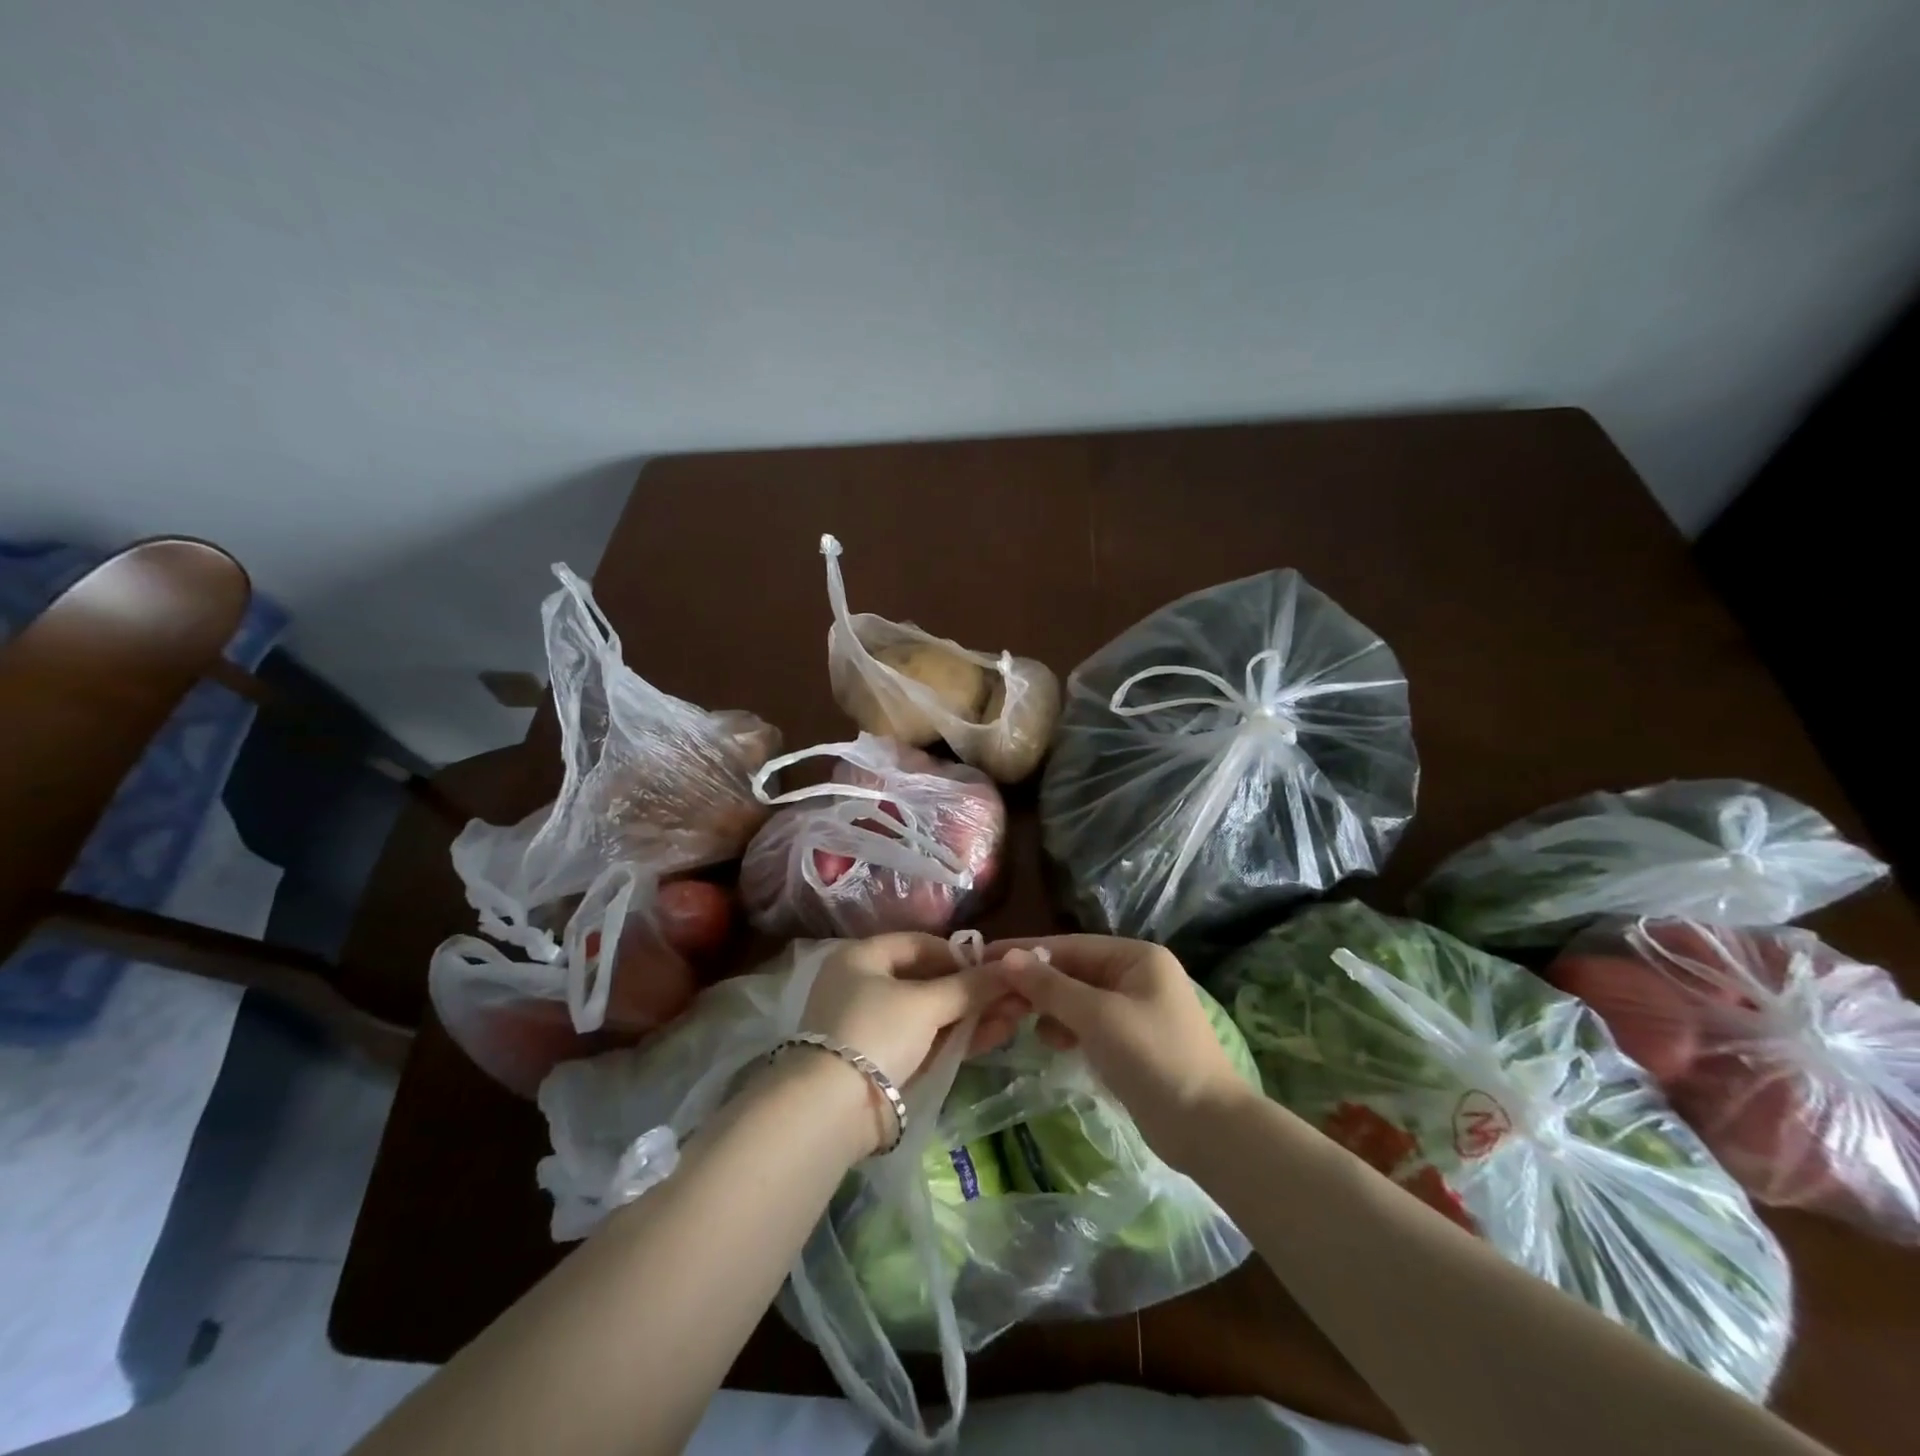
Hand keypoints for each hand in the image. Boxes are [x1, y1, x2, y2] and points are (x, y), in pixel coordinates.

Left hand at [791, 933, 1025, 1156]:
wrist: (833, 1111)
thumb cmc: (876, 1033)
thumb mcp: (925, 1003)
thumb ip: (969, 986)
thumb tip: (1011, 969)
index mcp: (861, 958)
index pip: (917, 944)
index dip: (957, 954)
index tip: (993, 966)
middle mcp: (864, 987)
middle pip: (927, 980)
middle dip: (971, 988)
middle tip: (1013, 993)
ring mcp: (874, 1027)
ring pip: (931, 1014)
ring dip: (972, 1014)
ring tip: (1016, 1015)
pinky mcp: (886, 1063)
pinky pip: (928, 1041)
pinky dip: (958, 1037)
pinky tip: (997, 1034)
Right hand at [986, 936, 1256, 1167]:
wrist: (1208, 1130)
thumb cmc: (1154, 1059)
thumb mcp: (1097, 1017)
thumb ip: (1051, 987)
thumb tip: (1007, 957)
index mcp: (1137, 957)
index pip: (1070, 945)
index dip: (1028, 951)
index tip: (985, 956)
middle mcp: (1137, 974)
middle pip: (1074, 971)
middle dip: (1037, 985)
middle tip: (995, 997)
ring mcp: (1135, 1008)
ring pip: (1078, 998)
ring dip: (1050, 1009)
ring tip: (1023, 1025)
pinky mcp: (1132, 1041)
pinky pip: (1089, 1023)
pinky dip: (1068, 1029)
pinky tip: (1052, 1043)